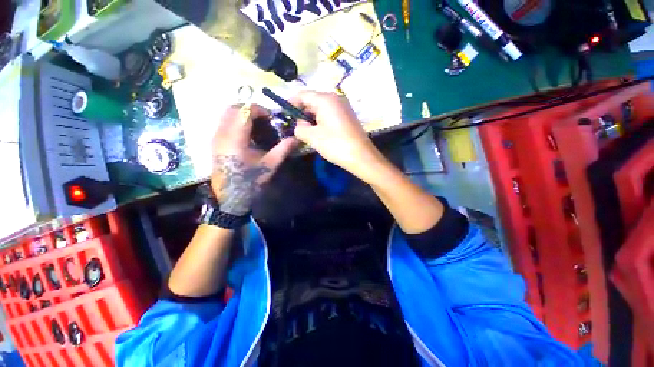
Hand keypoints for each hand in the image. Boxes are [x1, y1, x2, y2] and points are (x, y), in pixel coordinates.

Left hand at [211, 104, 297, 215]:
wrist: (229, 196)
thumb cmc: (250, 181)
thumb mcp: (270, 165)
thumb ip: (283, 149)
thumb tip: (296, 138)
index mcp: (236, 138)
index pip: (245, 111)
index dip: (260, 110)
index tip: (271, 119)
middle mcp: (222, 133)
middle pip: (233, 108)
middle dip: (251, 110)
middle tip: (265, 121)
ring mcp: (217, 137)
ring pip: (228, 114)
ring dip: (244, 116)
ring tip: (258, 128)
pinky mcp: (216, 142)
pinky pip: (225, 123)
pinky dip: (238, 122)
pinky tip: (249, 136)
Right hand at [290, 91, 381, 181]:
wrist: (361, 157)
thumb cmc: (335, 144)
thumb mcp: (312, 137)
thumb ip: (300, 128)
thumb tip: (299, 125)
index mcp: (326, 99)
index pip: (303, 95)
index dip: (291, 103)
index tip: (282, 112)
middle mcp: (335, 99)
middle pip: (312, 101)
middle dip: (301, 112)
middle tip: (293, 125)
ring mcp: (343, 108)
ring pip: (321, 109)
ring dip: (311, 118)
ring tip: (304, 131)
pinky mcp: (347, 117)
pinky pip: (329, 115)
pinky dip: (321, 121)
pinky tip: (317, 132)